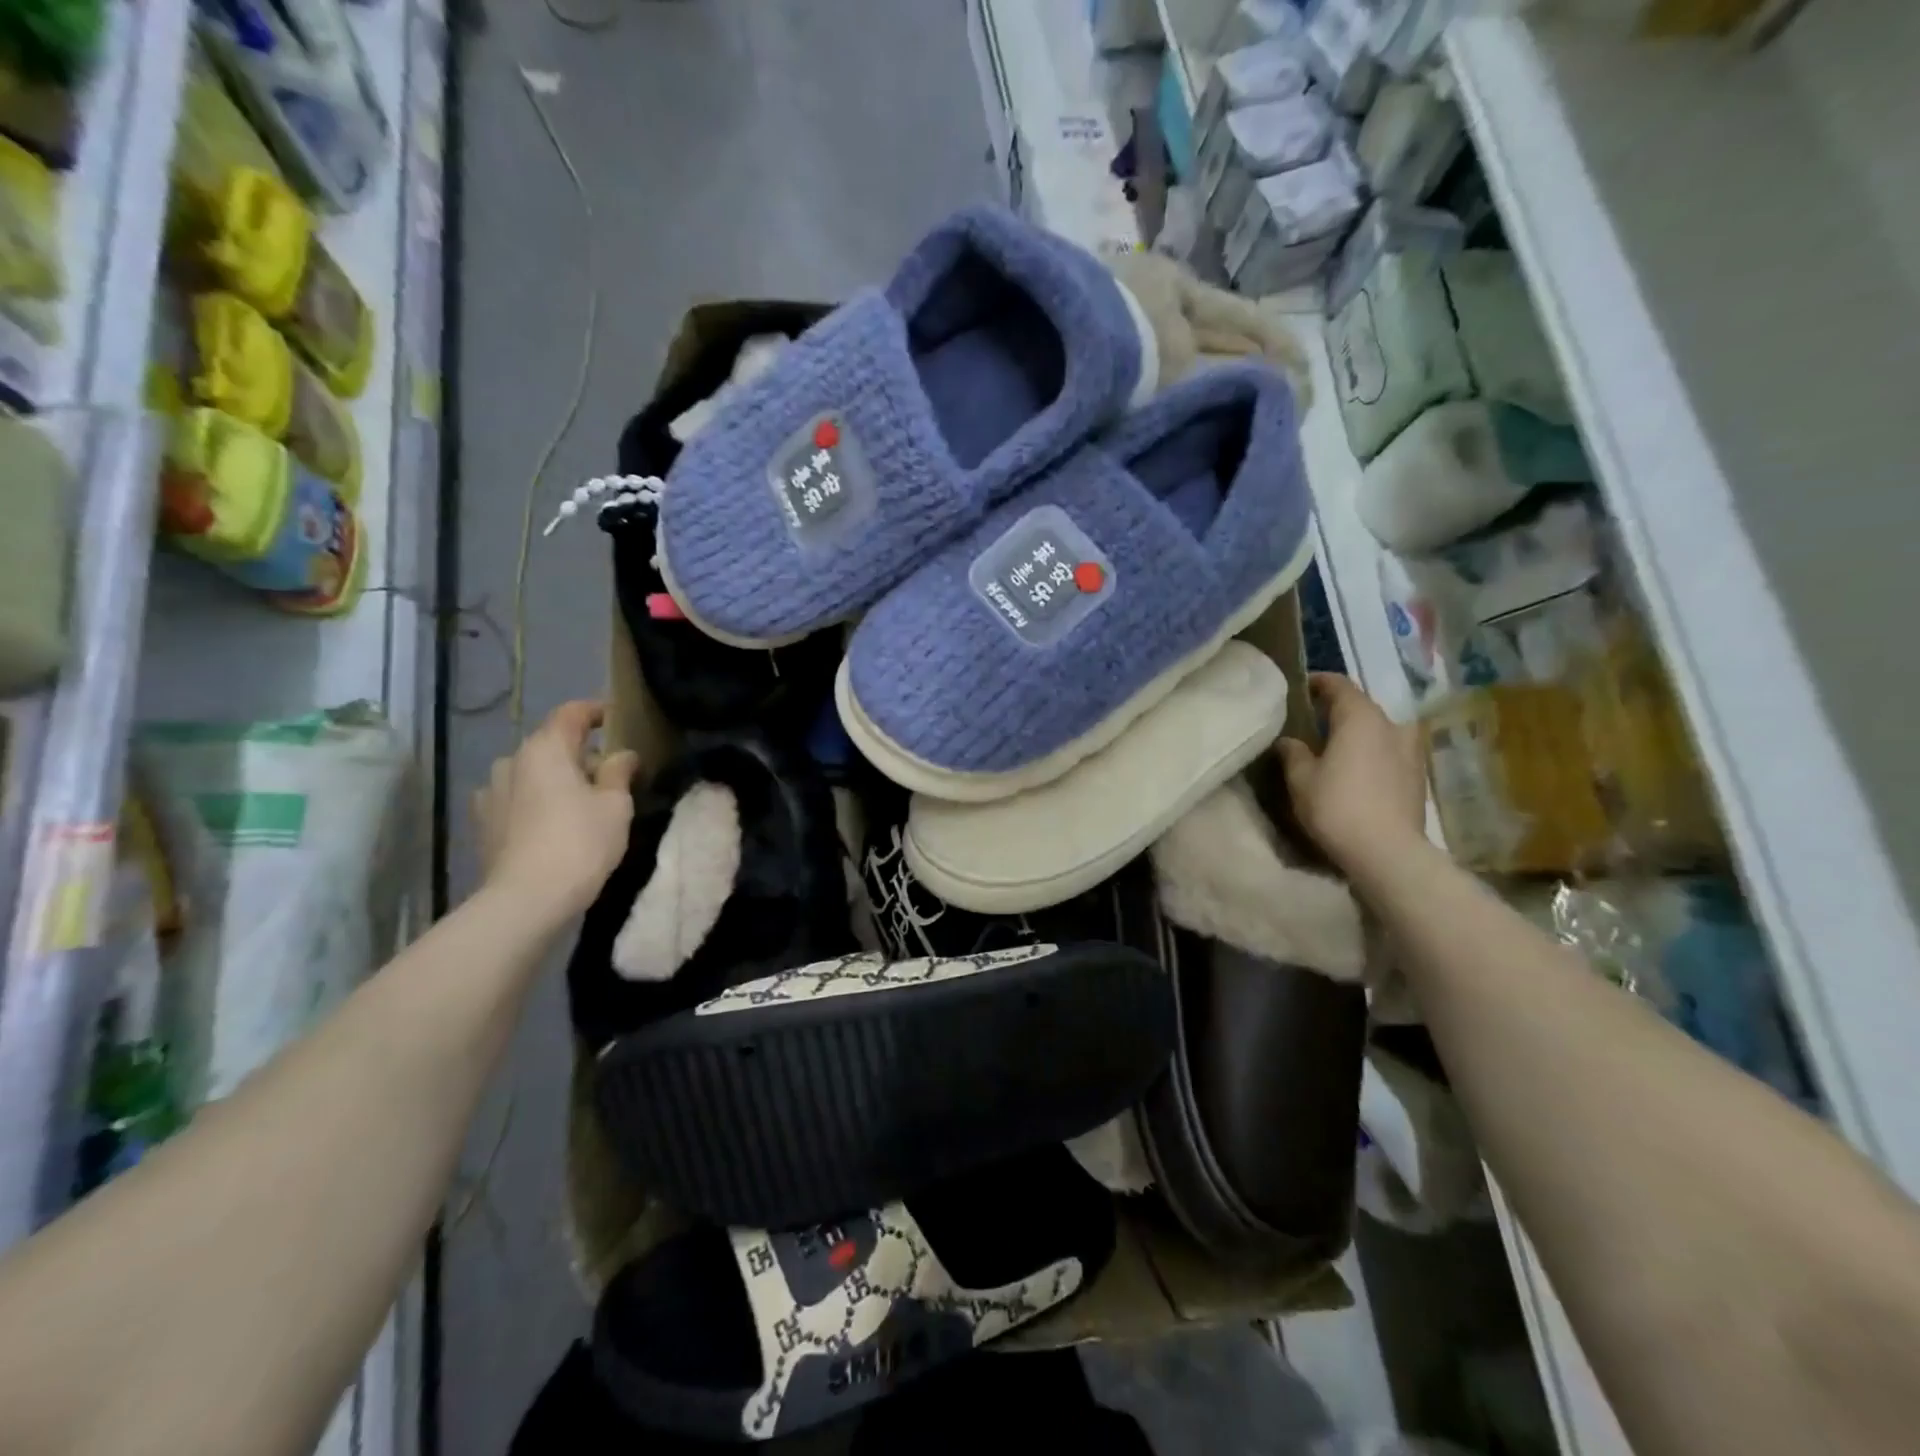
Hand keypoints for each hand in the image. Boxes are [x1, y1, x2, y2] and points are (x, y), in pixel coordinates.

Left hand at [473, 700, 639, 921]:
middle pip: (551, 745)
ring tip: (582, 803)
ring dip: (556, 780)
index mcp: (544, 749)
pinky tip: (554, 825)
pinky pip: (517, 800)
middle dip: (580, 754)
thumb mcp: (615, 805)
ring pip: (532, 774)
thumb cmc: (580, 842)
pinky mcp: (483, 824)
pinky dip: (537, 803)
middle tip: (610, 774)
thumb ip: (619, 772)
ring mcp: (490, 794)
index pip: (571, 714)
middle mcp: (511, 762)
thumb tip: (622, 755)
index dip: (596, 711)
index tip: (617, 718)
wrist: (526, 900)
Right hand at [1277, 673, 1427, 874]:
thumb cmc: (1337, 806)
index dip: (1319, 682)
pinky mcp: (1418, 775)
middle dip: (1337, 710)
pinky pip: (1390, 751)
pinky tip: (1357, 770)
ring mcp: (1410, 750)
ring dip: (1358, 732)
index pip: (1339, 685)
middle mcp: (1391, 725)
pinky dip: (1372, 752)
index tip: (1301, 687)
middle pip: (1361, 707)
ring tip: (1336, 747)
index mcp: (1360, 718)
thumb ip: (1293, 752)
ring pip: (1379, 730)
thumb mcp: (1301, 779)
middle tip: (1312, 721)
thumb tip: (1288, 740)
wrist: (1388, 852)